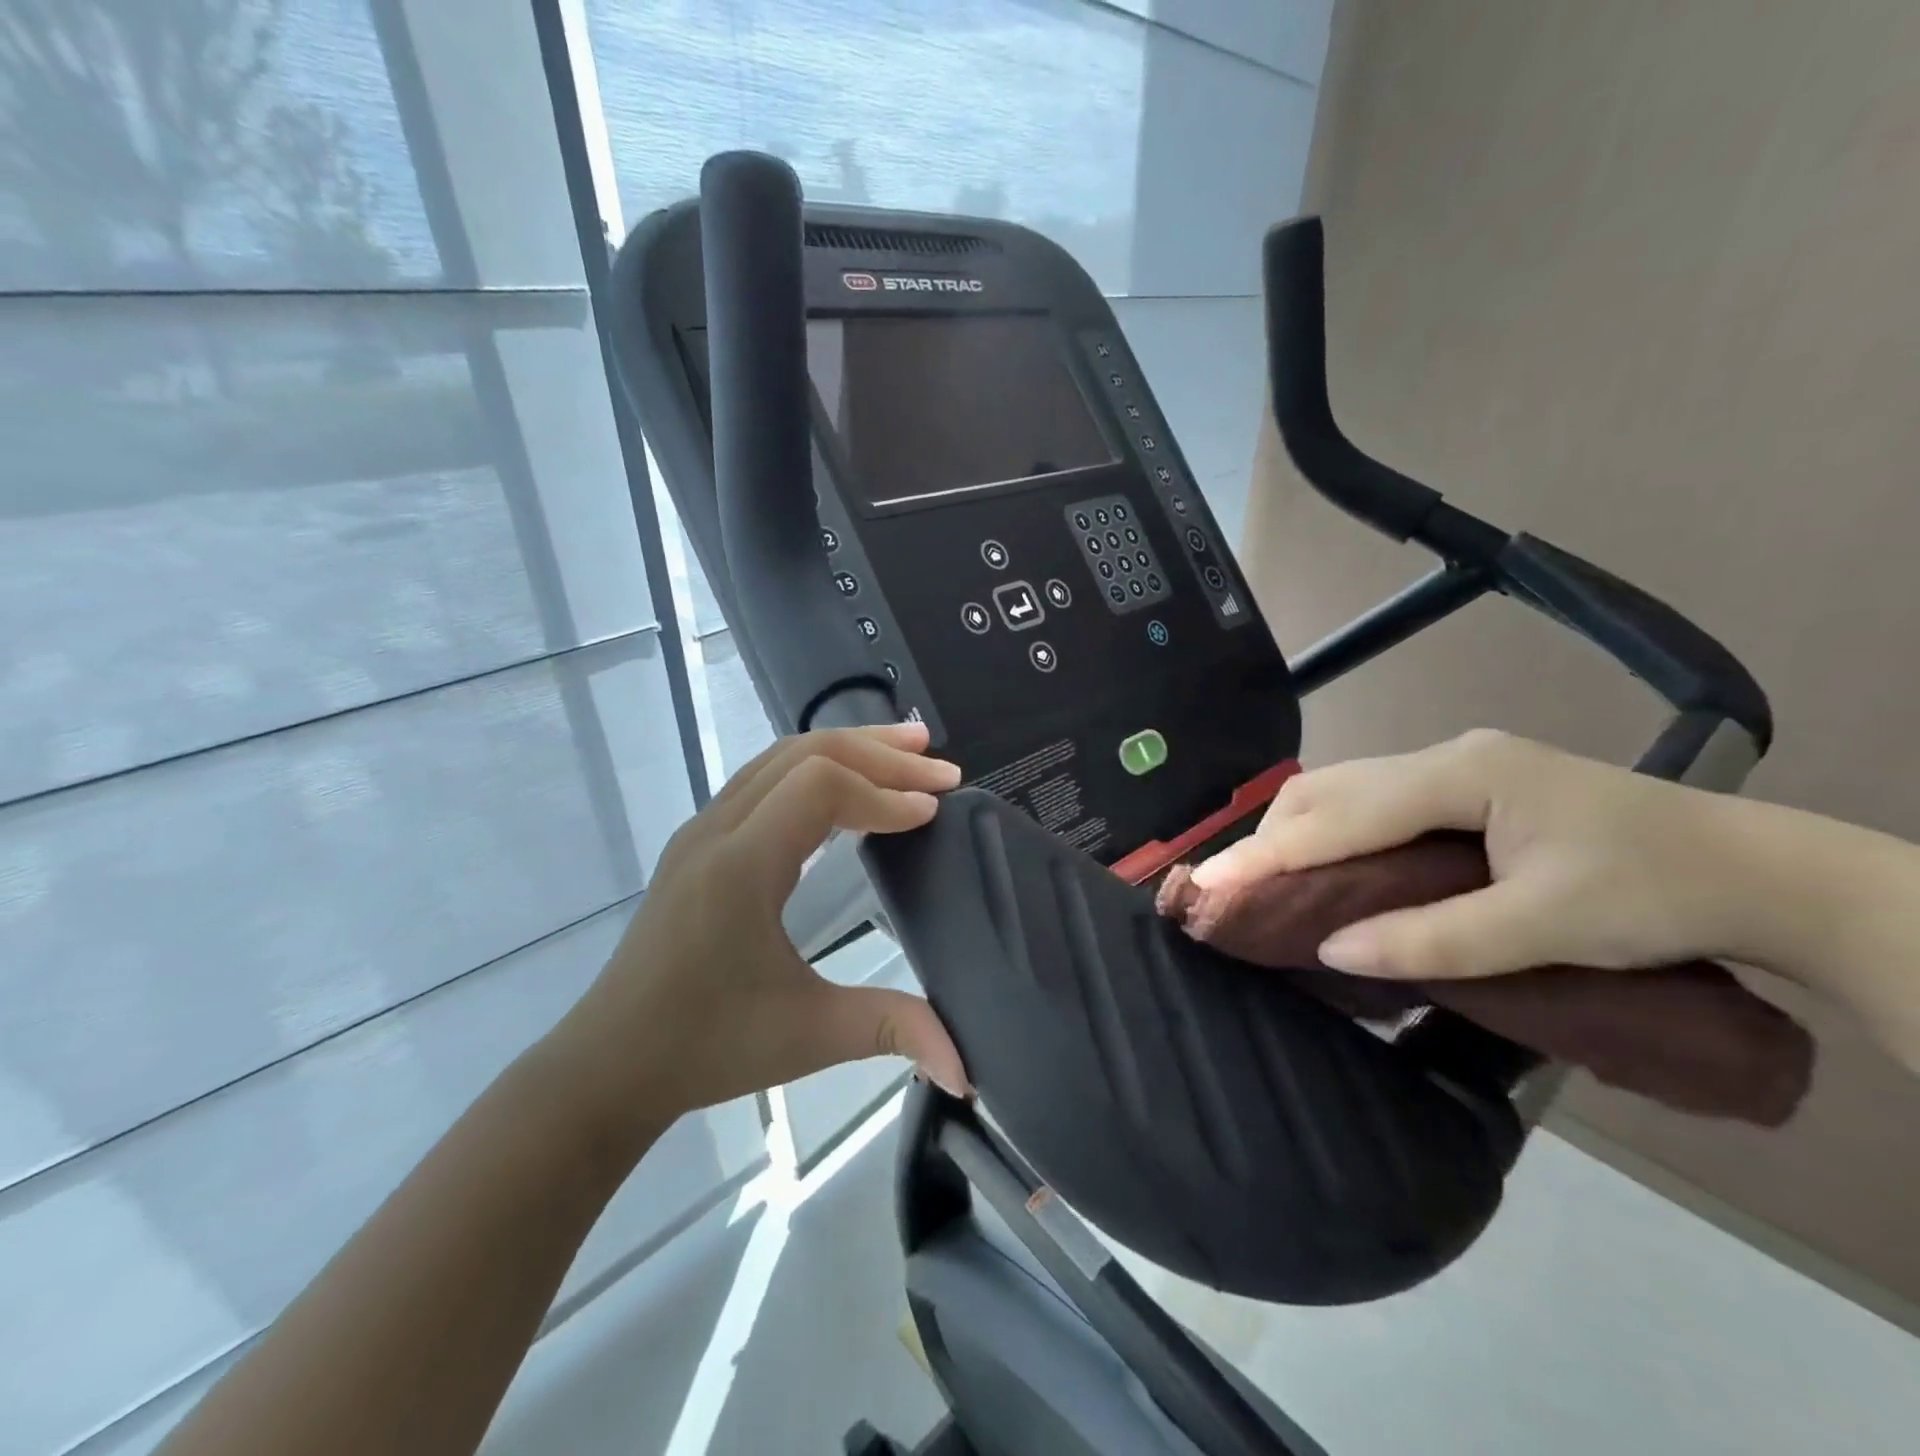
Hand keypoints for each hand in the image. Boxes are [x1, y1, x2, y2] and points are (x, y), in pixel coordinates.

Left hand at [551, 723, 968, 1142]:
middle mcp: (717, 830)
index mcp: (740, 866)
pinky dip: (816, 768)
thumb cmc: (705, 1047)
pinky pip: (763, 778)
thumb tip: (966, 1065)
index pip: (821, 788)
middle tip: (938, 765)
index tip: (932, 813)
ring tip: (904, 752)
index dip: (884, 792)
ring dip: (846, 749)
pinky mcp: (699, 841)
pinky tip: (845, 786)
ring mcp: (702, 829)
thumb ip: (892, 1030)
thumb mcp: (808, 1037)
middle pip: (804, 754)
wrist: (608, 1063)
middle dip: (877, 752)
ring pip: (780, 757)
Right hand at [1190, 729, 1754, 980]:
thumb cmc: (1656, 895)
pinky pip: (1370, 801)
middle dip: (1271, 835)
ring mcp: (1454, 767)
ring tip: (1266, 878)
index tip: (1212, 880)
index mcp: (1462, 775)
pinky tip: (1324, 861)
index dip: (1271, 851)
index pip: (1342, 813)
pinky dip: (1331, 830)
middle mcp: (1445, 757)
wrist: (1758, 872)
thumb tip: (1334, 948)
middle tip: (1231, 885)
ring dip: (1297, 830)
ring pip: (1345, 788)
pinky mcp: (1463, 787)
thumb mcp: (1548, 927)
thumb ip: (1436, 938)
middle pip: (1330, 787)